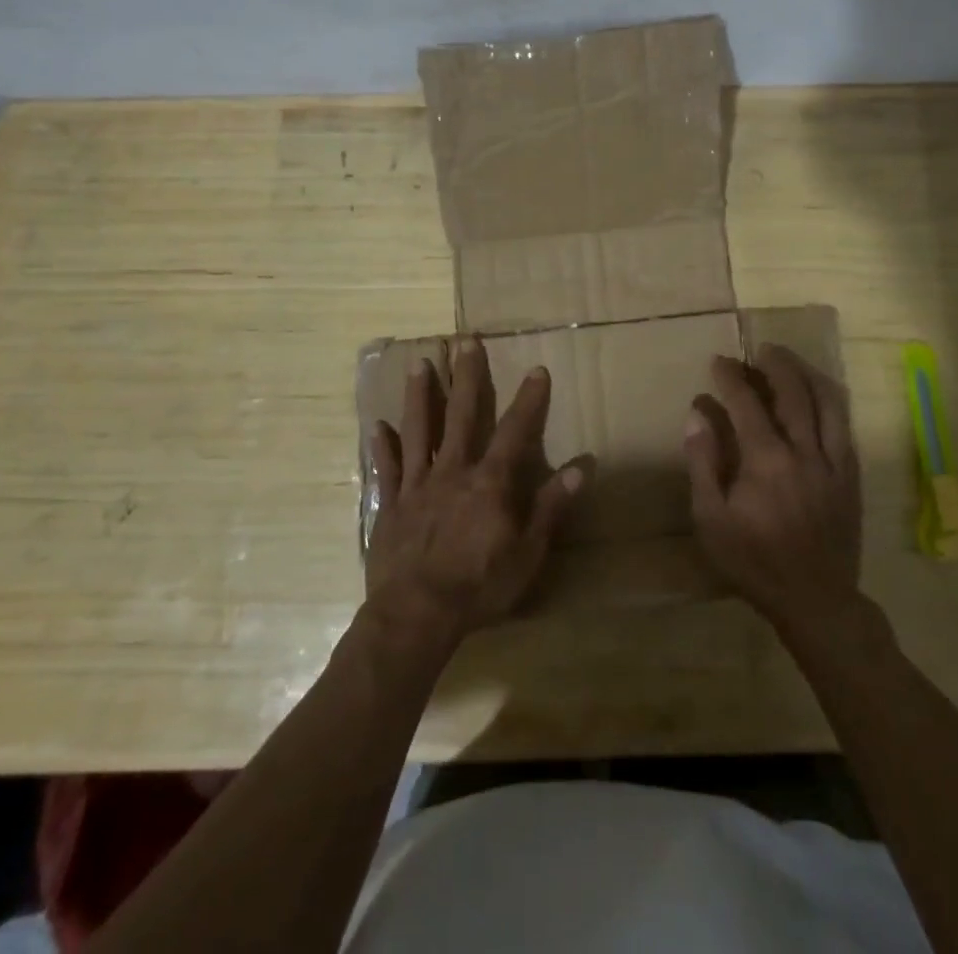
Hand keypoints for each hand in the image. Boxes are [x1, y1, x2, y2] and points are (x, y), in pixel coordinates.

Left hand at [366, 340, 583, 649]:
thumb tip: (581, 467)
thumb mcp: (528, 553)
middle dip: (466, 377)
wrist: (416, 616)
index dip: (528, 400)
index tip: (536, 368)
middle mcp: (453, 472)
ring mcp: (417, 486)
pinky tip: (377, 426)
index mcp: (489, 482)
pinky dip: (382, 448)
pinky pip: (386, 470)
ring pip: (419, 431)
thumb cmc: (479, 587)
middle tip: (465, 341)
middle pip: (461, 416)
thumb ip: (551, 507)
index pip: (515, 431)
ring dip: (421, 396)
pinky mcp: (390, 505)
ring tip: (420, 363)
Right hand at [684, 345, 861, 635]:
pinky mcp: (851, 476)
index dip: (732, 377)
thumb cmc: (754, 562)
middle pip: (794, 393)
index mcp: (766, 461)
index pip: (747, 404)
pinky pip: (845, 427)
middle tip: (761, 349)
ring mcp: (834, 463)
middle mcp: (804, 452)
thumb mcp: (711, 519)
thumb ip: (703, 462)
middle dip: (776, 364)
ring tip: (792, 361)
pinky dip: (832, 402)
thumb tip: (698, 413)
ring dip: (808, 375)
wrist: (816, 601)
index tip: (720, 361)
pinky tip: (821, 397)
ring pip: (828, 403)